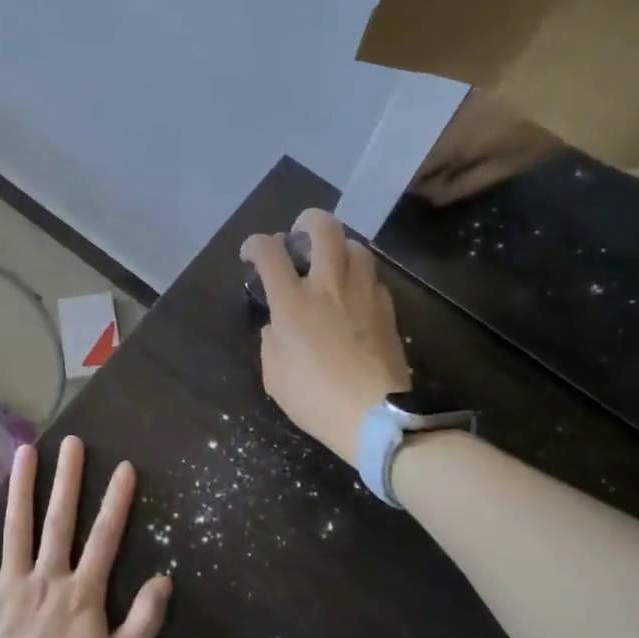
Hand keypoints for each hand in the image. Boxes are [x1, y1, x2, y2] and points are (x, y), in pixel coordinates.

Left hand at [0, 438, 170, 637]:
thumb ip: (145, 620)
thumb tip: (165, 578)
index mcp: (82, 591)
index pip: (105, 535)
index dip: (116, 499)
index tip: (124, 465)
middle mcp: (46, 576)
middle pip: (60, 519)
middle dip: (68, 477)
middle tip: (71, 441)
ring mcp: (9, 584)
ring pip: (16, 526)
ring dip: (22, 487)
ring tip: (26, 450)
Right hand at [241, 209, 410, 461]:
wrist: (376, 416)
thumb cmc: (316, 398)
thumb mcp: (274, 375)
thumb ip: (272, 340)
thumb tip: (280, 326)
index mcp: (293, 302)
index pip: (270, 252)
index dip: (255, 244)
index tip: (251, 254)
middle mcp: (329, 286)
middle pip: (323, 228)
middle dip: (307, 221)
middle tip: (298, 234)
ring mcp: (363, 294)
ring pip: (356, 246)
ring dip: (338, 246)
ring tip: (330, 262)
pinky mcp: (387, 309)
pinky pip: (373, 278)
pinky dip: (359, 277)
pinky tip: (353, 296)